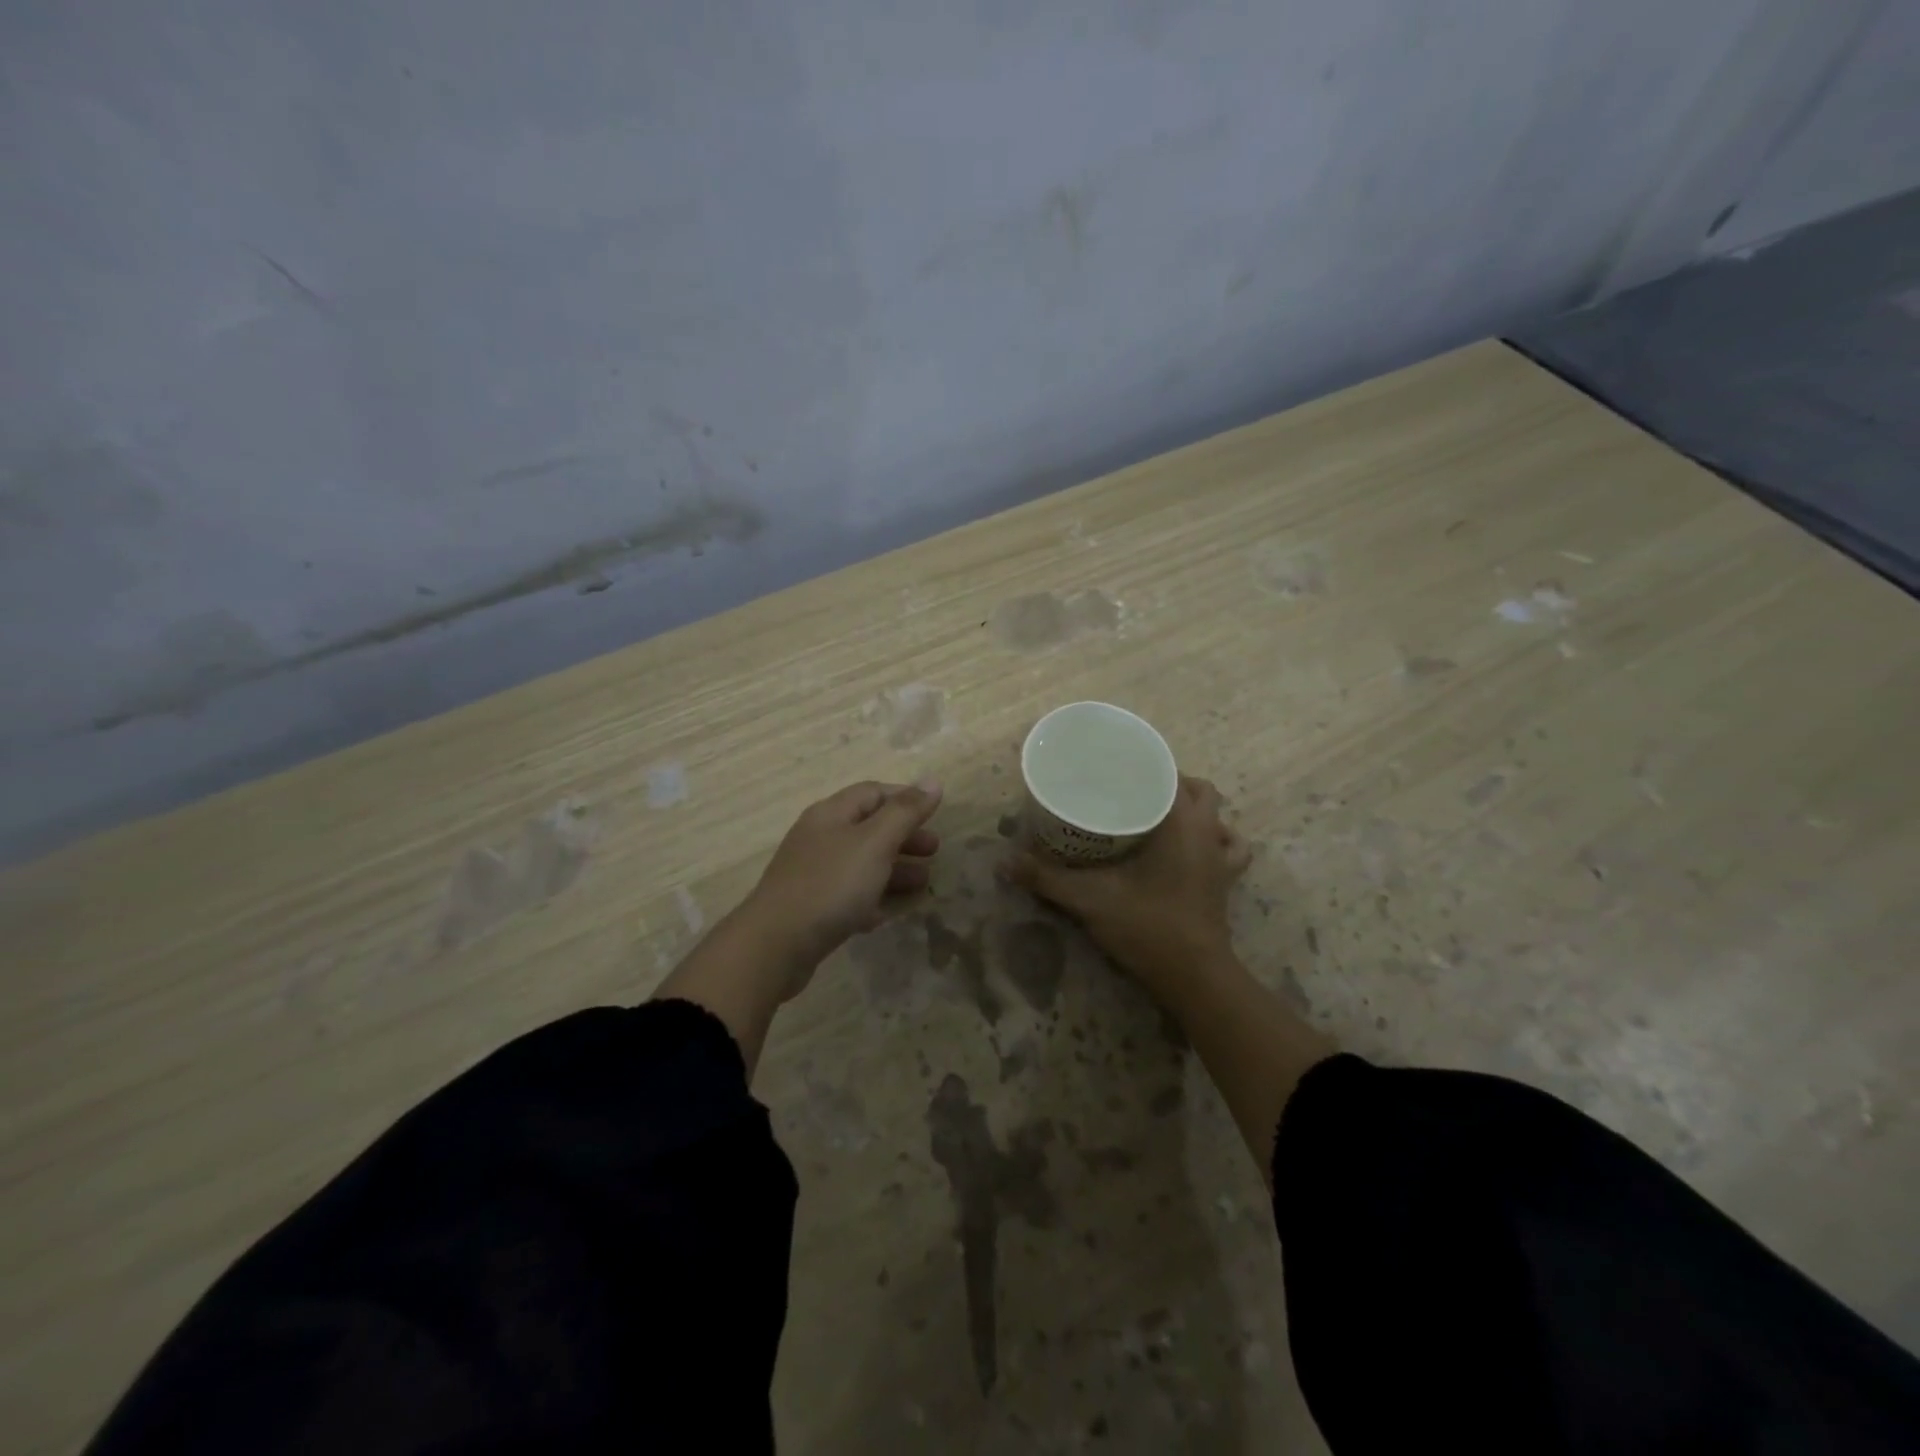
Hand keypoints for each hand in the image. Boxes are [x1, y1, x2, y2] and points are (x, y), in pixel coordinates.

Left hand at [739, 778, 943, 983]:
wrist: (775, 945)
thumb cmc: (831, 884)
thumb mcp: (874, 843)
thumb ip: (905, 812)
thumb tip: (933, 781)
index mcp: (832, 814)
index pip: (873, 793)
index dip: (905, 799)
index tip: (936, 814)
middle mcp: (820, 838)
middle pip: (869, 828)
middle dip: (905, 836)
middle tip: (935, 851)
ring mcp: (815, 874)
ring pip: (863, 863)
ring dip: (896, 869)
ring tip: (924, 883)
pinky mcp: (813, 908)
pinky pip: (851, 895)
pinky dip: (875, 898)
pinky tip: (893, 912)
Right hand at [1002, 775, 1250, 987]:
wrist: (1193, 977)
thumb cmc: (1147, 926)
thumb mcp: (1089, 899)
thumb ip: (1046, 878)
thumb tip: (1003, 862)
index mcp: (1181, 823)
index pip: (1170, 775)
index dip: (1145, 765)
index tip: (1118, 768)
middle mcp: (1207, 833)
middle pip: (1198, 790)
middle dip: (1169, 784)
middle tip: (1132, 793)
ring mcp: (1221, 859)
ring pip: (1218, 816)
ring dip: (1195, 810)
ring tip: (1162, 816)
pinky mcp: (1225, 883)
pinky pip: (1230, 849)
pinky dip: (1217, 841)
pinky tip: (1194, 849)